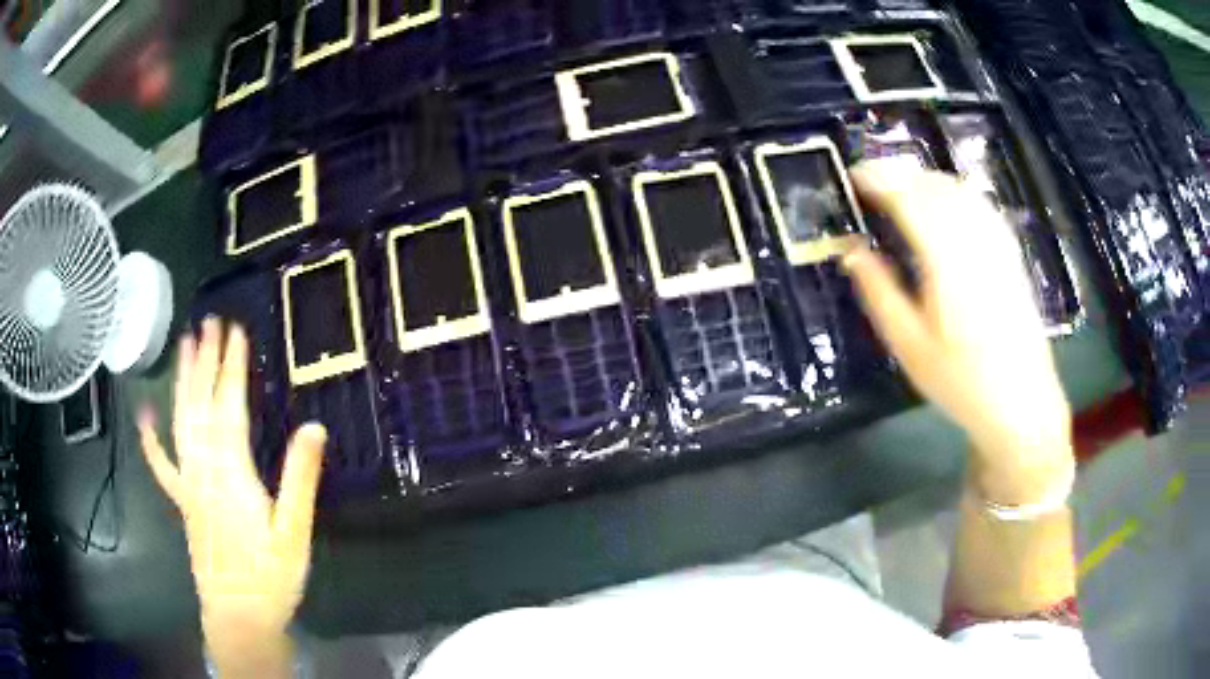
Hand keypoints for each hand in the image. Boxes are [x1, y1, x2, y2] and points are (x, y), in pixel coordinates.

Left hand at [137, 318, 325, 663]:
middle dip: (206, 362)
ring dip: (182, 383)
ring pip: (180, 424)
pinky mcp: (184, 502)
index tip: (236, 332)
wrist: (239, 617)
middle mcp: (204, 470)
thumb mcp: (294, 532)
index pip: (229, 408)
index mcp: (231, 474)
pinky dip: (152, 440)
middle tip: (209, 323)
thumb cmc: (270, 576)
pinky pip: (163, 466)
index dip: (232, 367)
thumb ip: (301, 479)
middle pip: (201, 407)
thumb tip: (314, 426)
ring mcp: (189, 485)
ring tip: (184, 347)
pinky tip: (145, 417)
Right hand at [844, 161, 1072, 503]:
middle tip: (871, 180)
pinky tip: (944, 203)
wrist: (1022, 403)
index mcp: (946, 259)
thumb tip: (851, 250)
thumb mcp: (910, 346)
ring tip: (900, 188)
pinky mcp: (1009, 252)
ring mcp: (997, 243)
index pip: (909, 198)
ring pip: (958, 189)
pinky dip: (953, 191)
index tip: (853, 176)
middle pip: (933, 185)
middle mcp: (974, 239)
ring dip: (925, 179)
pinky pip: (978, 203)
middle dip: (899, 173)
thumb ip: (879, 292)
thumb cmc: (961, 381)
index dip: (879, 180)